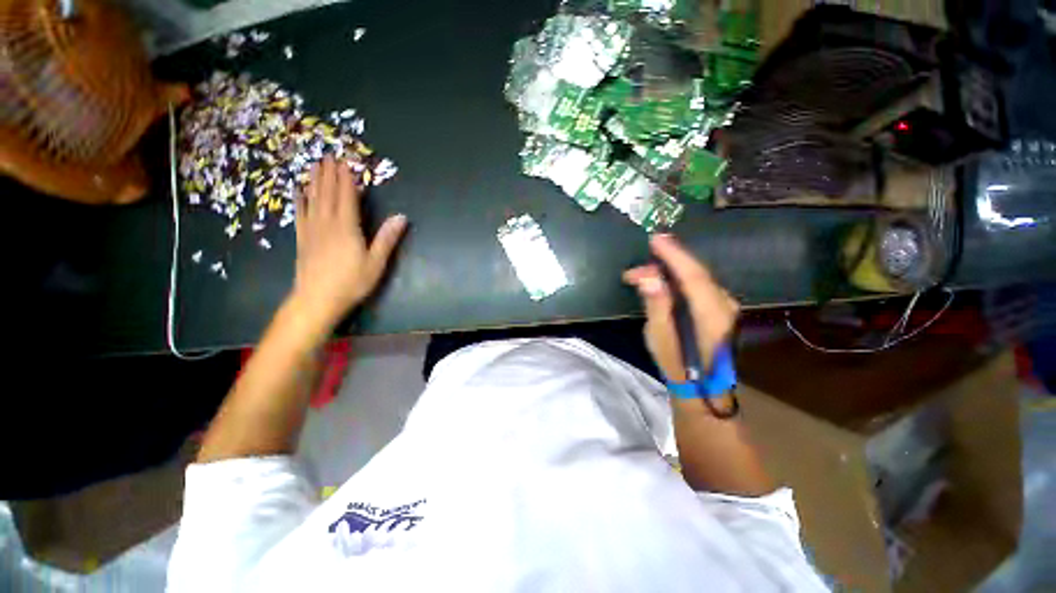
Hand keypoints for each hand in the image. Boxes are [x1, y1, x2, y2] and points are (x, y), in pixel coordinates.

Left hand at [290, 156, 406, 327]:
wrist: (317, 300)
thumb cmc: (352, 282)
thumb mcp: (376, 263)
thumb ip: (387, 239)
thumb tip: (401, 217)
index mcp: (347, 228)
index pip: (347, 198)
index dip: (346, 179)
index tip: (345, 162)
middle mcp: (327, 224)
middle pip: (327, 194)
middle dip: (329, 174)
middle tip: (328, 156)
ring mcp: (312, 231)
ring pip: (312, 200)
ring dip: (314, 182)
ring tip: (314, 165)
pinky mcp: (302, 239)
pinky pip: (300, 214)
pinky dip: (300, 200)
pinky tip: (298, 191)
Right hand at [623, 234, 738, 382]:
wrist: (705, 390)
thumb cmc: (679, 367)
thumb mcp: (661, 339)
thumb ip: (657, 306)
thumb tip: (649, 278)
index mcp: (712, 314)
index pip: (693, 275)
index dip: (674, 255)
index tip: (655, 239)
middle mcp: (725, 305)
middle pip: (695, 274)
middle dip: (664, 265)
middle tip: (633, 273)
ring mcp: (726, 307)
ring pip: (697, 278)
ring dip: (669, 273)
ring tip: (641, 278)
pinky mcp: (721, 309)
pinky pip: (699, 286)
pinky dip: (678, 280)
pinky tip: (662, 283)